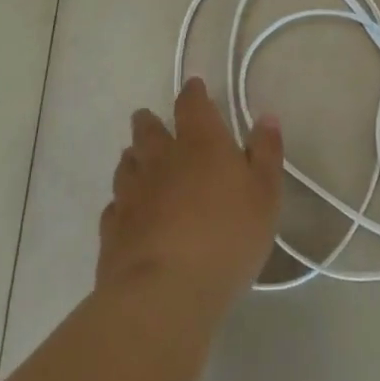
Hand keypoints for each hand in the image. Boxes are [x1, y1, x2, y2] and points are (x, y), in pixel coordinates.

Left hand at [96, 77, 283, 310]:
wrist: (164, 293)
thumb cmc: (226, 237)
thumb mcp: (265, 195)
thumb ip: (266, 153)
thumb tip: (265, 117)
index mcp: (200, 143)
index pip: (192, 105)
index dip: (193, 93)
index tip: (193, 88)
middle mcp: (161, 159)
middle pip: (148, 131)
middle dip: (149, 122)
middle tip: (149, 120)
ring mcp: (132, 193)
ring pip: (127, 165)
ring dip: (133, 159)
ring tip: (136, 160)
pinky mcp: (112, 230)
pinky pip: (114, 206)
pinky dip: (121, 203)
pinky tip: (125, 211)